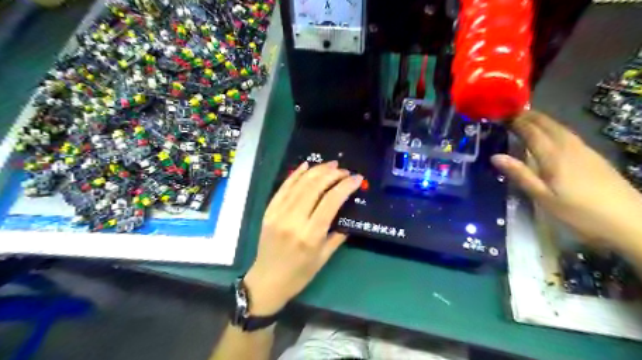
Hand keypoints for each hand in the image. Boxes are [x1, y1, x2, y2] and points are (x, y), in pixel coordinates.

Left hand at [242, 161, 359, 314]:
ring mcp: (278, 213)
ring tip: (331, 165)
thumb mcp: (324, 257)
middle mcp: (293, 220)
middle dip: (333, 174)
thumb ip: (338, 234)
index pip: (331, 201)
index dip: (345, 186)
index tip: (357, 178)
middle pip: (315, 187)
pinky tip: (306, 165)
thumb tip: (348, 213)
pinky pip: (283, 187)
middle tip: (345, 171)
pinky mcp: (269, 211)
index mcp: (310, 235)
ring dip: (317, 170)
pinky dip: (296, 174)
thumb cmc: (299, 274)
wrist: (266, 281)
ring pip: (300, 183)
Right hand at [490, 110, 641, 249]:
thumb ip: (520, 174)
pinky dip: (554, 128)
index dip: (516, 122)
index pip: (531, 132)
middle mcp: (569, 147)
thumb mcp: (543, 197)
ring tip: (526, 117)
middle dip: (528, 116)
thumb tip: (495, 156)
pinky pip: (568, 134)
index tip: (500, 116)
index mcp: (554, 156)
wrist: (629, 220)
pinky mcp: (593, 156)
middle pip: (547, 125)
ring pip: (559, 127)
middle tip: (510, 113)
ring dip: (541, 120)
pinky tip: (551, 133)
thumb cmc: (579, 212)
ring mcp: (584, 150)